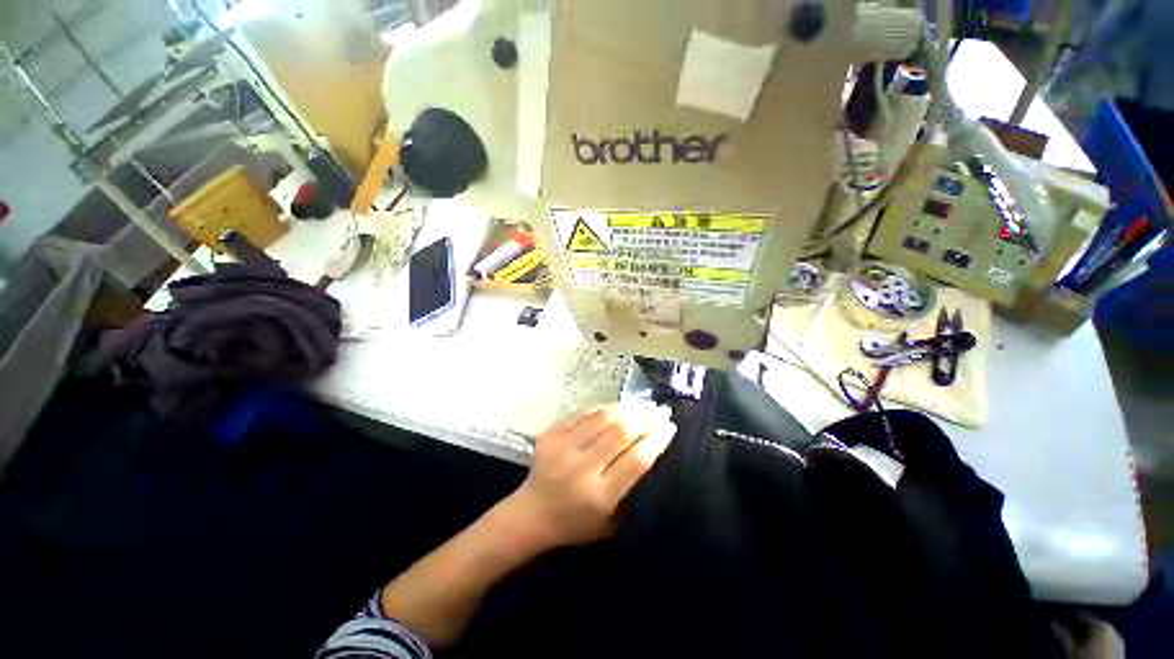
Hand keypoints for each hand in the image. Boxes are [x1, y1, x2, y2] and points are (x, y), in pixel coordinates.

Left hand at [500, 402, 676, 550]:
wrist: (531, 515)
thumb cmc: (575, 524)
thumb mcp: (611, 522)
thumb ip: (631, 490)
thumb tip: (651, 450)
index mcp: (599, 496)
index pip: (635, 460)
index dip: (656, 440)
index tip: (670, 426)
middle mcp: (581, 468)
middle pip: (620, 433)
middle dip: (645, 417)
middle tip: (660, 409)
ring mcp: (562, 448)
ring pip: (602, 418)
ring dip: (627, 408)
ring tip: (643, 404)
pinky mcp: (551, 435)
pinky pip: (583, 414)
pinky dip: (604, 408)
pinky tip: (618, 406)